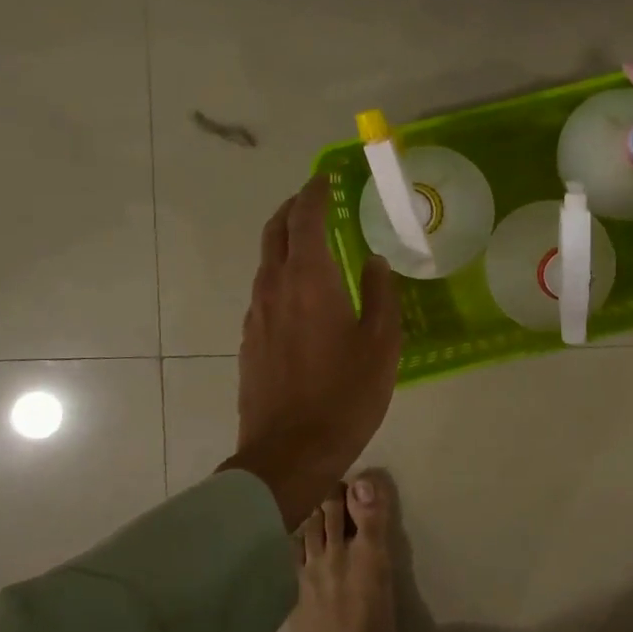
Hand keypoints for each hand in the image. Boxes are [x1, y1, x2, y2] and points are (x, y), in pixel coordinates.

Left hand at [223, 175, 401, 529]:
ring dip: (285, 241)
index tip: (325, 178)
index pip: (305, 219)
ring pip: (265, 261)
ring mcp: (257, 314)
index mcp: (309, 279)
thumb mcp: (381, 344)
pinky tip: (303, 292)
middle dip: (293, 209)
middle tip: (315, 200)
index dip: (314, 193)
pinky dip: (281, 272)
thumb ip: (380, 294)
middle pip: (275, 232)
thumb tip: (374, 261)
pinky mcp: (250, 340)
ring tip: (312, 242)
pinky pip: (265, 290)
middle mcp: (274, 287)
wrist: (289, 453)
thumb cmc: (345, 395)